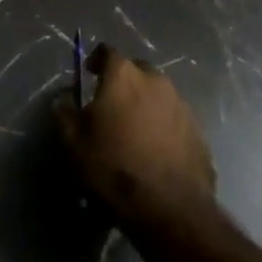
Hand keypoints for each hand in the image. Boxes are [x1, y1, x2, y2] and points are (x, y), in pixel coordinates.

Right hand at [56, 43, 215, 227]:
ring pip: (158, 95)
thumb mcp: (74, 143)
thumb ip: (65, 113)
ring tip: (135, 131)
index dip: (96, 61)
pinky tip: (156, 151)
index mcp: (123, 76)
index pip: (107, 52)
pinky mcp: (198, 131)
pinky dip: (164, 127)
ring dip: (146, 105)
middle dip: (124, 82)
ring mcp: (181, 105)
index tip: (90, 74)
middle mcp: (155, 81)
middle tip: (112, 106)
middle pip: (136, 71)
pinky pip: (174, 119)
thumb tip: (63, 99)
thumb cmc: (113, 167)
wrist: (170, 208)